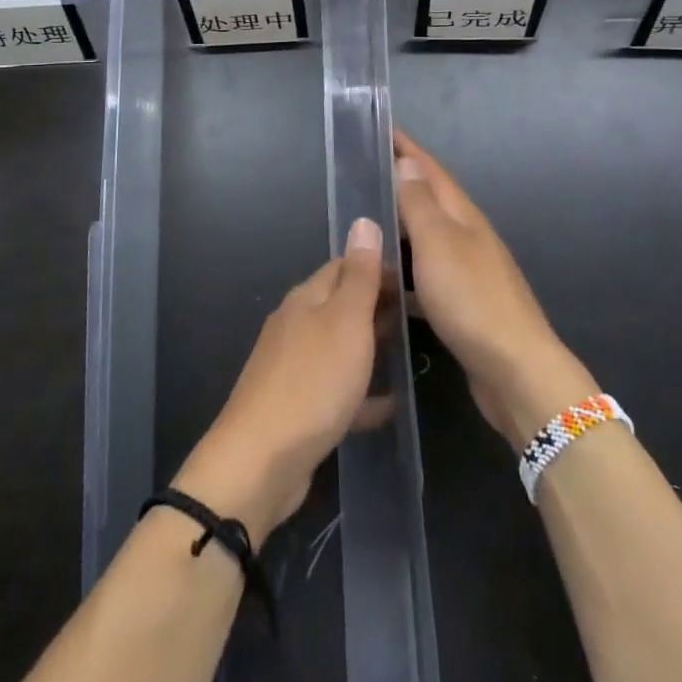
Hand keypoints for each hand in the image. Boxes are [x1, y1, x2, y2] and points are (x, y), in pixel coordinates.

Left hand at [173, 219, 385, 548]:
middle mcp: (296, 325)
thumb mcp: (345, 322)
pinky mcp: (297, 408)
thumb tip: (364, 220)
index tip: (416, 276)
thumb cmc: (313, 382)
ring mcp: (293, 368)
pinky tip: (389, 405)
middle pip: (340, 305)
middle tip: (420, 313)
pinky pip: (336, 391)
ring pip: (339, 347)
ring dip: (370, 346)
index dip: (378, 266)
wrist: (261, 461)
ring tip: (409, 351)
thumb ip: (359, 275)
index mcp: (306, 299)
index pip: (344, 266)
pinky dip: (362, 393)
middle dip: (377, 305)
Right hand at [393, 130, 595, 449]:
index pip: (430, 170)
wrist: (515, 370)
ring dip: (401, 226)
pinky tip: (387, 282)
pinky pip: (427, 273)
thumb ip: (420, 203)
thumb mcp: (438, 243)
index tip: (381, 128)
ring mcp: (469, 271)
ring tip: (367, 223)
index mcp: (463, 216)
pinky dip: (405, 269)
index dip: (407, 149)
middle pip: (430, 199)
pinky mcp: (464, 304)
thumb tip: (408, 162)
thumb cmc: (471, 298)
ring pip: (427, 238)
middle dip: (400, 182)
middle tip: (363, 174)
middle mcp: (468, 236)